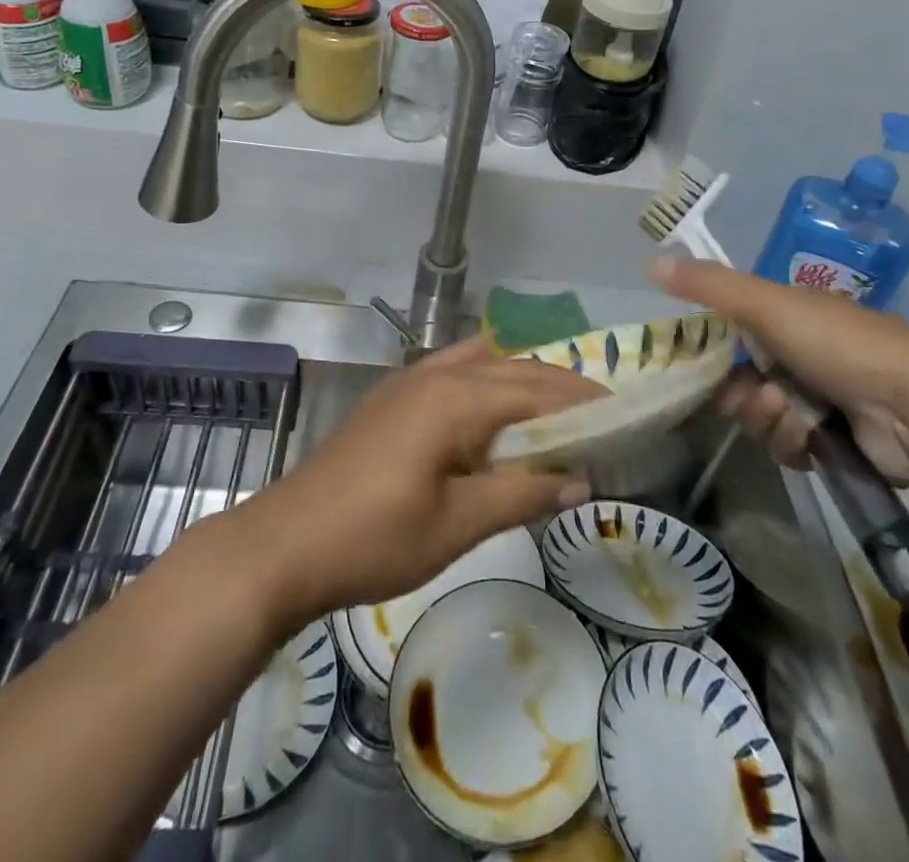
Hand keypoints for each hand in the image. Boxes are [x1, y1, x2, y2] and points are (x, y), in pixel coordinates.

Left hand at [228, 338, 601, 627]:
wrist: (285, 544)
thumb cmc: (374, 539)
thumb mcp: (457, 525)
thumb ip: (521, 494)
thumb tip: (580, 478)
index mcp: (455, 399)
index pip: (537, 391)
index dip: (582, 403)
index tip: (623, 415)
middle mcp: (436, 375)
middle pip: (513, 370)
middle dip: (560, 388)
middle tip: (603, 414)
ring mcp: (409, 382)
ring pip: (483, 364)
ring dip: (523, 379)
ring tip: (559, 408)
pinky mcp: (392, 398)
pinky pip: (453, 370)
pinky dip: (487, 378)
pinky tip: (496, 403)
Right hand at [650, 255, 908, 485]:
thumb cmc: (837, 343)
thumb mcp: (766, 304)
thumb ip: (709, 286)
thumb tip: (651, 260)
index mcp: (788, 317)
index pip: (730, 335)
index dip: (713, 353)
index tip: (703, 366)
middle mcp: (801, 355)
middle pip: (741, 381)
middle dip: (744, 394)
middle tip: (762, 396)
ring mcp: (820, 399)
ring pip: (762, 416)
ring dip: (768, 420)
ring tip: (794, 417)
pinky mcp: (835, 442)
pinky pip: (788, 447)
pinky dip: (793, 444)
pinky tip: (811, 441)